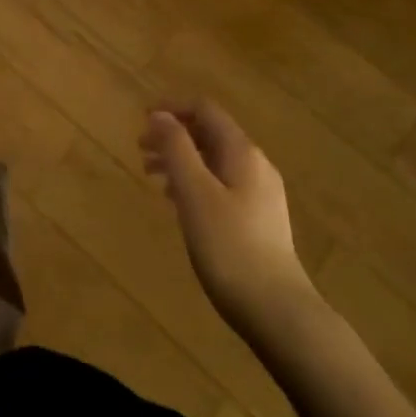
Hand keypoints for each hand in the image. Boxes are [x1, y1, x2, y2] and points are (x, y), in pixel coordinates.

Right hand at [141, 101, 317, 335]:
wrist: (275, 309)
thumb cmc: (228, 245)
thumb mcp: (194, 192)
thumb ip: (176, 149)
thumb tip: (160, 115)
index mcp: (242, 152)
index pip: (206, 110)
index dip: (172, 108)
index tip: (141, 119)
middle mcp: (255, 165)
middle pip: (210, 134)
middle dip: (174, 136)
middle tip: (139, 150)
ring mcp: (261, 194)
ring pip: (214, 161)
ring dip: (181, 160)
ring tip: (151, 176)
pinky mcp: (259, 220)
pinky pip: (221, 185)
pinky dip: (195, 182)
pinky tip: (178, 203)